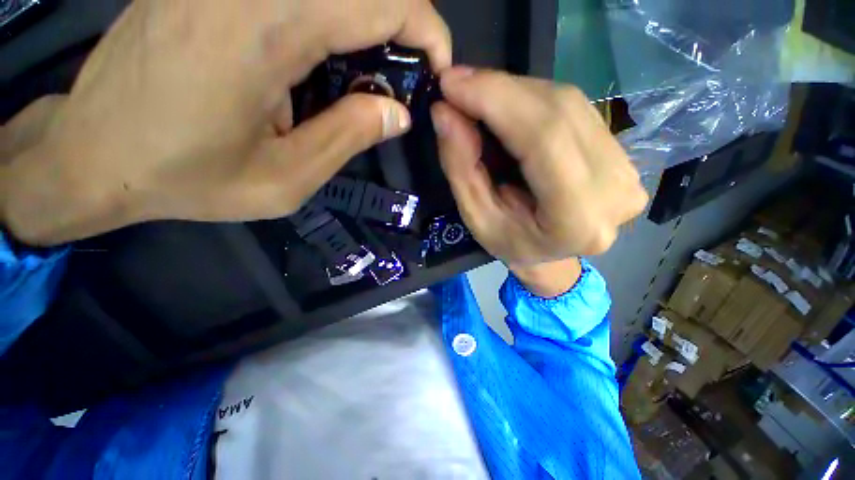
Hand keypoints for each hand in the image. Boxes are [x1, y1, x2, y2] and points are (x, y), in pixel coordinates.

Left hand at [1, 0, 450, 245]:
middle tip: (400, 84)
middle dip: (401, 30)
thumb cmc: (186, 177)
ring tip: (362, 84)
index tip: (438, 69)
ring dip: (365, 30)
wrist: (94, 153)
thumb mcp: (285, 179)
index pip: (382, 1)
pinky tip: (320, 65)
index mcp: (266, 28)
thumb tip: (398, 113)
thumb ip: (349, 138)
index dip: (426, 30)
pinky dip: (332, 24)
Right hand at [431, 68, 646, 269]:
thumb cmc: (510, 245)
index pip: (543, 137)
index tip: (452, 82)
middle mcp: (614, 189)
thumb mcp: (476, 217)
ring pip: (568, 103)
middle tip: (458, 85)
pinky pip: (574, 109)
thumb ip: (461, 167)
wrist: (549, 256)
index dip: (496, 99)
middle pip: (558, 112)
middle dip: (501, 90)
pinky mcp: (623, 154)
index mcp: (577, 218)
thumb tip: (445, 112)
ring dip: (515, 93)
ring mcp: (628, 168)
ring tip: (478, 97)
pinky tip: (508, 106)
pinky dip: (533, 101)